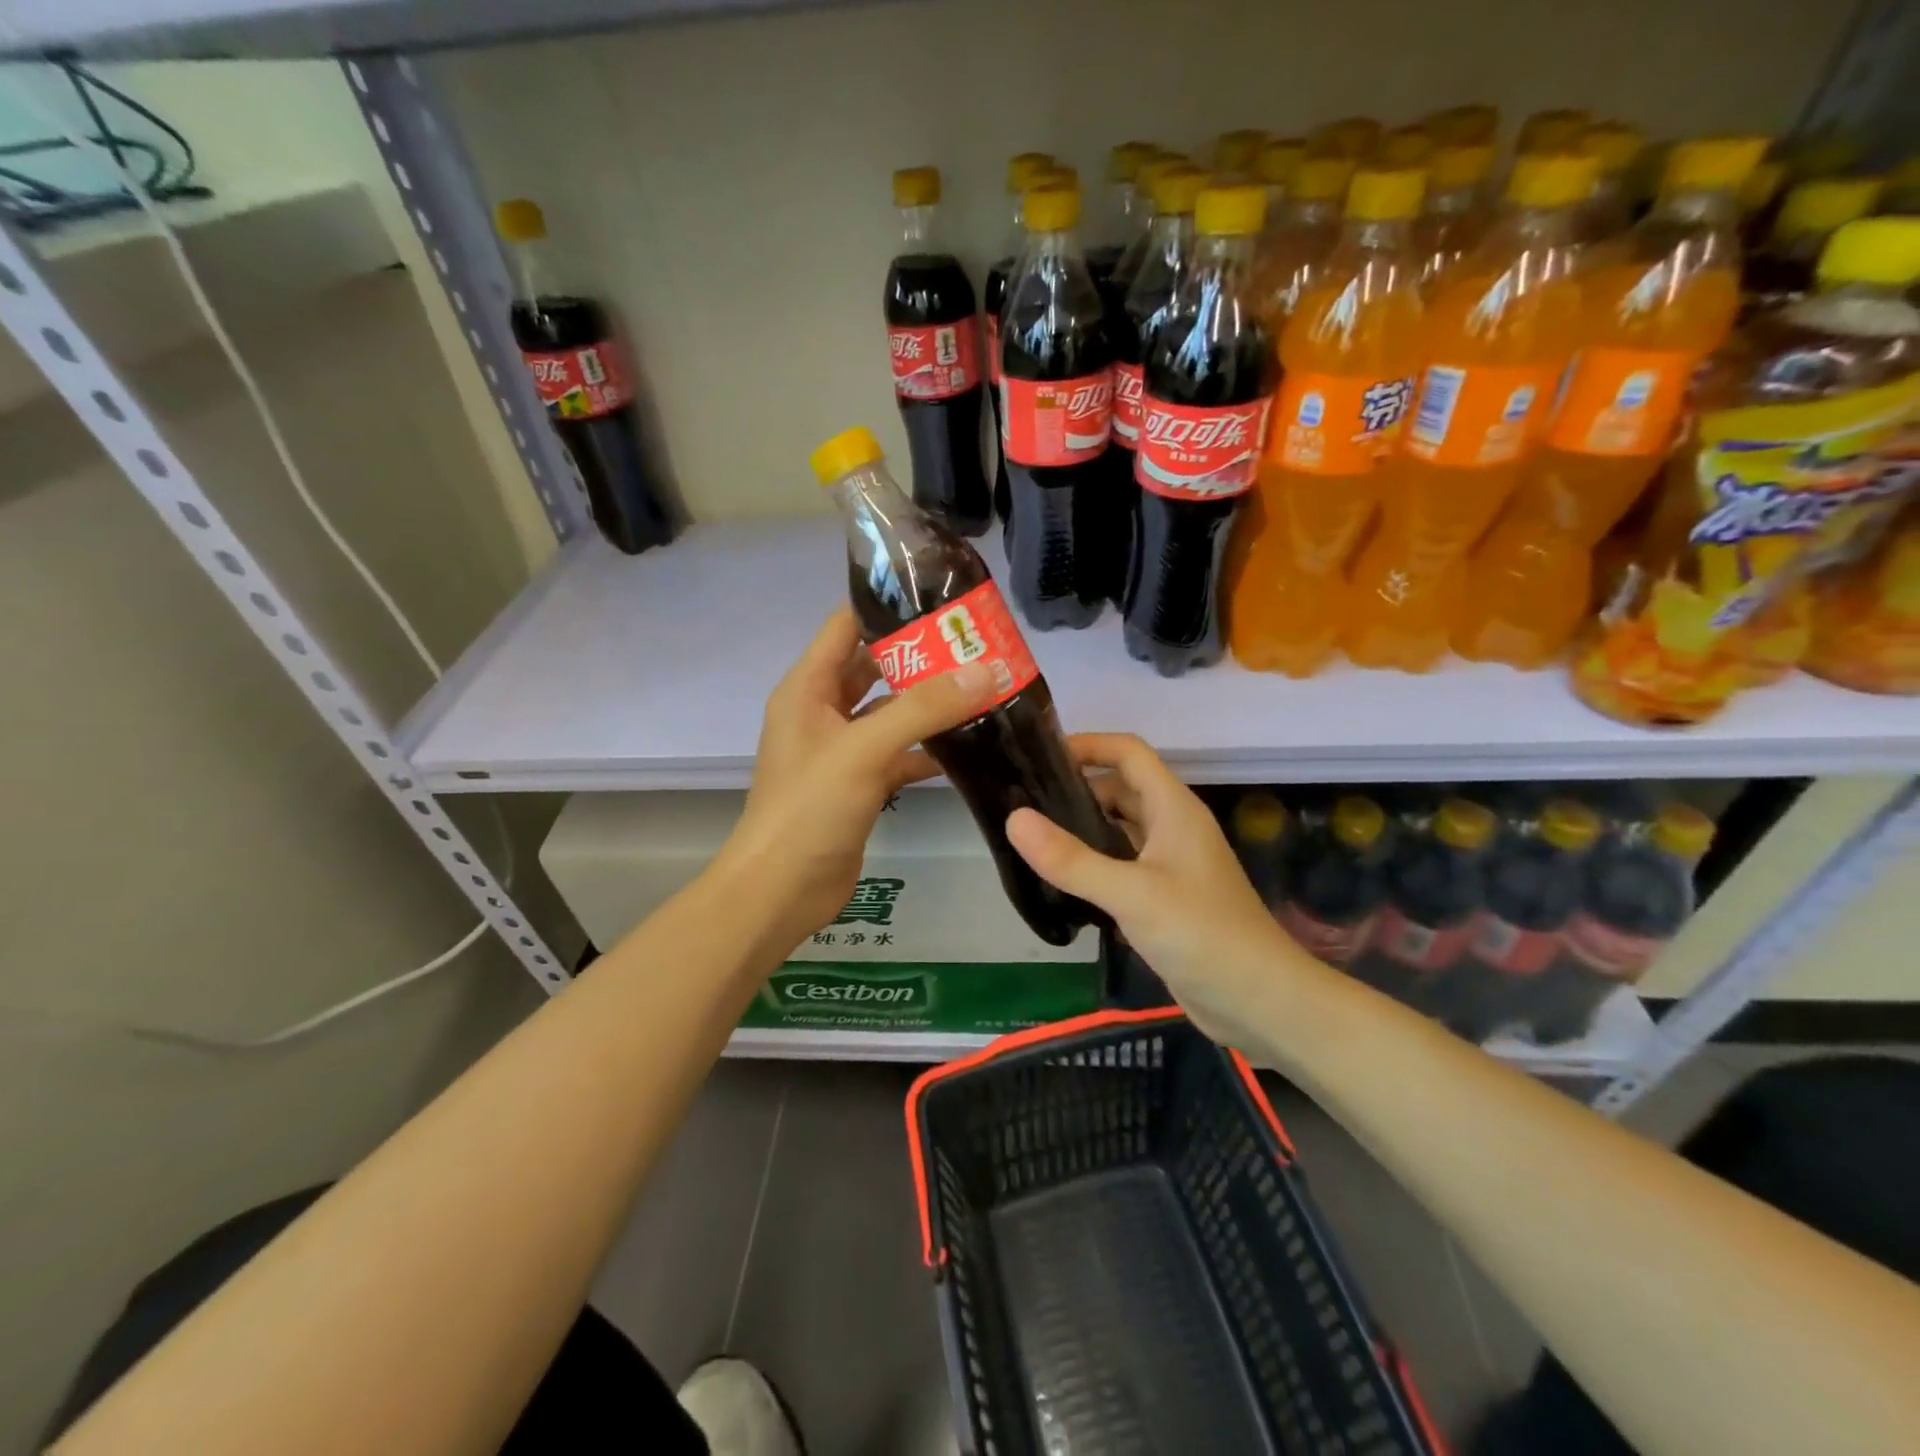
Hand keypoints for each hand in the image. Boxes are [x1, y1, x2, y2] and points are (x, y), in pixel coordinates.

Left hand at [718, 608, 995, 945]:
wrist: (781, 890)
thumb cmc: (810, 807)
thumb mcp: (865, 748)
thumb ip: (924, 708)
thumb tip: (986, 671)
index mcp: (808, 687)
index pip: (847, 626)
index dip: (888, 606)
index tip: (942, 598)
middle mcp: (822, 711)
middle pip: (875, 668)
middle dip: (921, 656)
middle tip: (976, 644)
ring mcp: (841, 749)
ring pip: (891, 713)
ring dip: (929, 704)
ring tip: (983, 686)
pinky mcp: (859, 783)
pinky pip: (898, 753)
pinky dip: (928, 748)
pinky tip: (970, 745)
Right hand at [1005, 734, 1324, 1053]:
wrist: (1260, 1001)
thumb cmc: (1202, 934)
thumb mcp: (1132, 894)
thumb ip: (1071, 859)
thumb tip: (1014, 818)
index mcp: (1173, 809)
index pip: (1128, 753)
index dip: (1088, 745)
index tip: (1040, 757)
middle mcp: (1172, 828)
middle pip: (1120, 789)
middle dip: (1076, 789)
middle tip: (1022, 802)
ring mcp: (1170, 864)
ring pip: (1119, 830)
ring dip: (1082, 828)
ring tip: (1031, 838)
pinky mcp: (1164, 898)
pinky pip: (1122, 865)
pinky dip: (1093, 864)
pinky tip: (1060, 881)